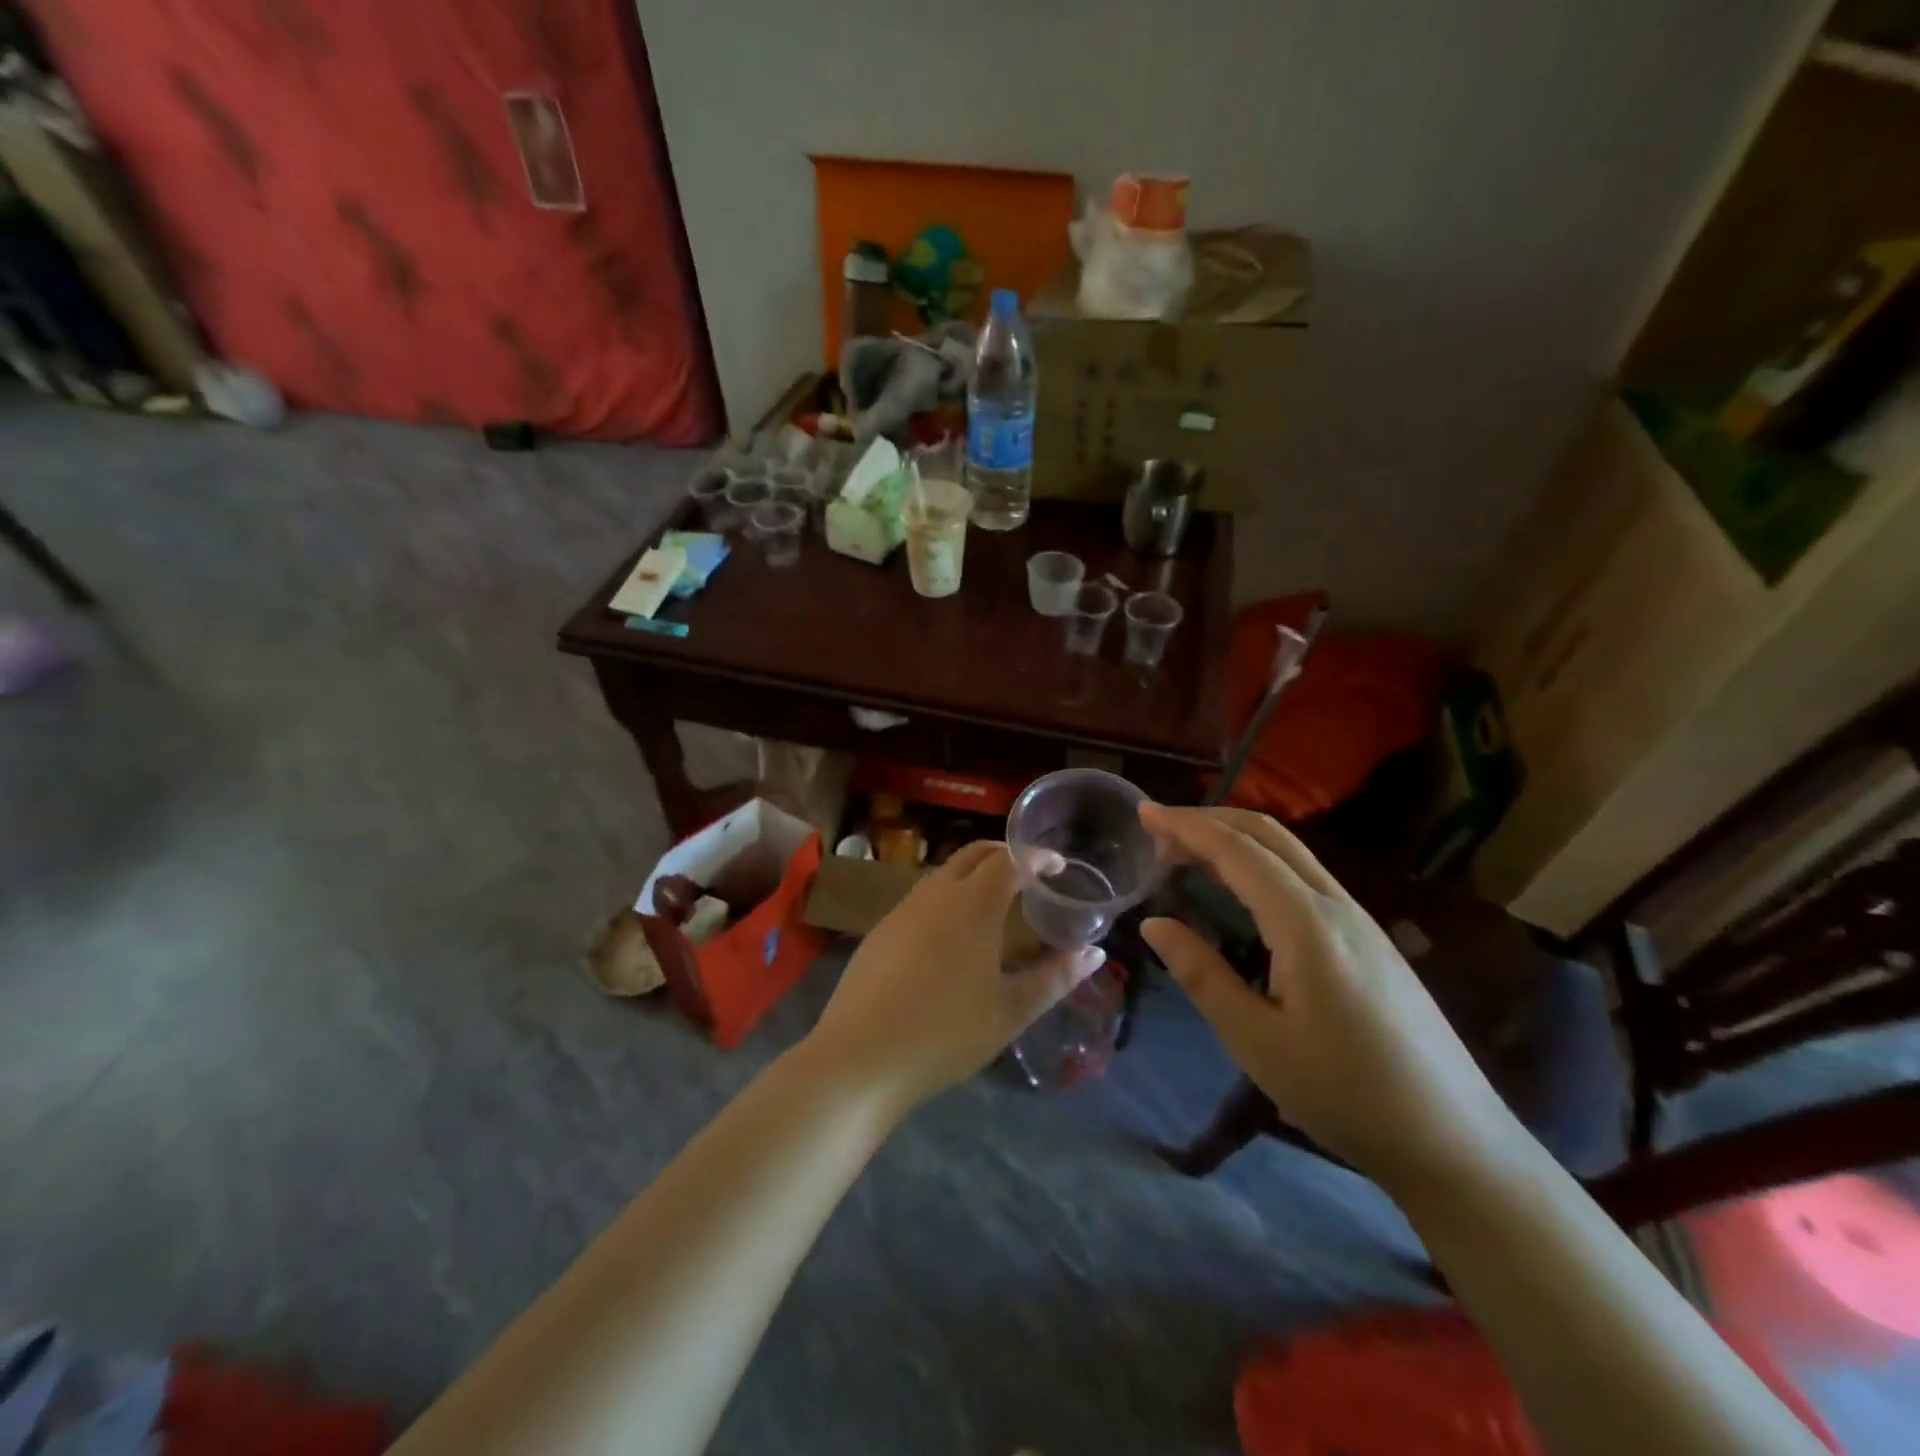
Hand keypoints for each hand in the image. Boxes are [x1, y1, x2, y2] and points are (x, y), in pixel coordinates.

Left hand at [805, 841, 1104, 1112]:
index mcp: (972, 904)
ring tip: (997, 899)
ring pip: (945, 872)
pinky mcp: (882, 929)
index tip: (1057, 865)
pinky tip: (954, 930)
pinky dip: (949, 894)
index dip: (1036, 857)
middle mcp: (936, 893)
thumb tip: (1093, 952)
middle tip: (1030, 873)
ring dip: (974, 873)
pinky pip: (924, 895)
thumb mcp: (1010, 1011)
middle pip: (974, 854)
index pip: (1010, 860)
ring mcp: (903, 908)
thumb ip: (1055, 978)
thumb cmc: (945, 1033)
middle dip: (1005, 854)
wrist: (860, 1057)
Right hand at [1139, 805, 1520, 1192]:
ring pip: (1290, 851)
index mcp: (1306, 924)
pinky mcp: (1370, 938)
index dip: (1187, 827)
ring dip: (1236, 838)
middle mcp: (1336, 905)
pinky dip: (1260, 861)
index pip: (1238, 852)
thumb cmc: (1346, 1095)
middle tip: (1159, 829)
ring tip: (1188, 852)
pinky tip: (1241, 888)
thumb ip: (1202, 975)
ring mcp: (1359, 918)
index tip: (1144, 812)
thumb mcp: (1257, 1042)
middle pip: (1268, 834)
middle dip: (1210, 820)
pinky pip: (1305, 875)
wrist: (1455, 1140)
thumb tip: (1154, 923)